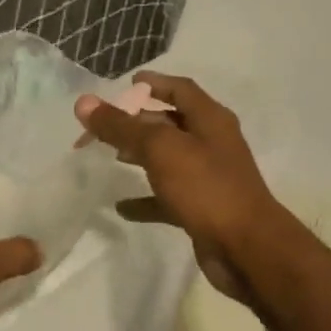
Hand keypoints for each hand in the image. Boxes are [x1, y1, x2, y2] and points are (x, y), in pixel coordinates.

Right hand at [74, 72, 290, 301]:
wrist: (246, 248)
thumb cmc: (206, 188)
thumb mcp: (161, 150)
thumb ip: (122, 127)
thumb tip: (84, 103)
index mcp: (210, 120)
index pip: (180, 90)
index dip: (154, 83)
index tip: (126, 83)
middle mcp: (212, 144)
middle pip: (171, 124)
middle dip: (138, 122)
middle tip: (103, 126)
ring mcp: (208, 178)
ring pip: (168, 160)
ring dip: (141, 156)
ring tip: (110, 157)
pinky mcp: (202, 209)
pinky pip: (167, 198)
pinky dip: (145, 199)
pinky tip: (121, 207)